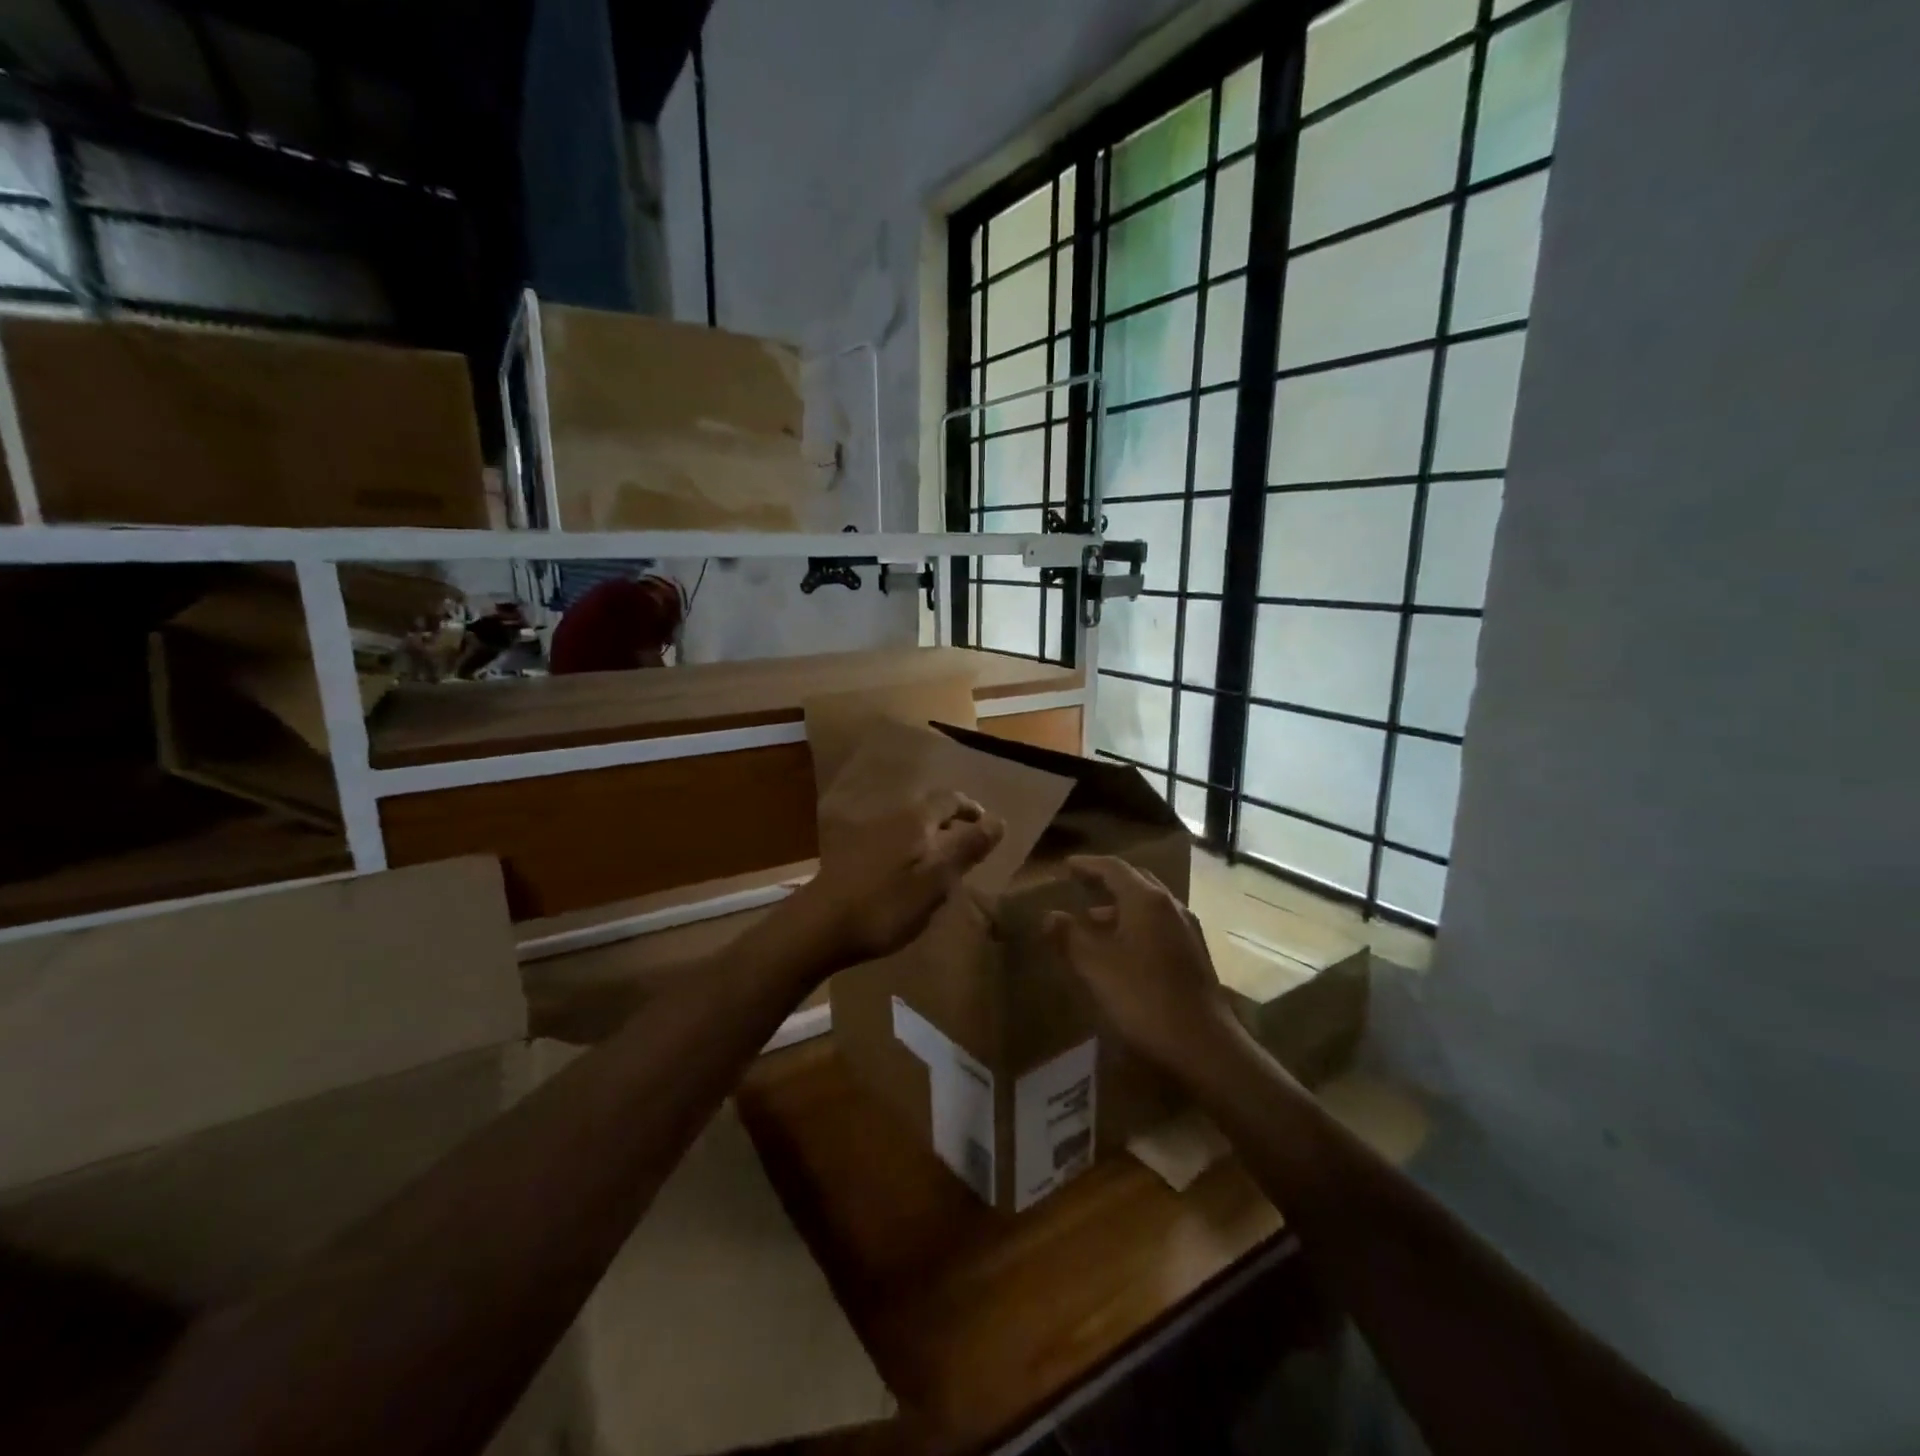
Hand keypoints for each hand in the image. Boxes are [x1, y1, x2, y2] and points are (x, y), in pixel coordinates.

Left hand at [792, 789, 1004, 968]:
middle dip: (949, 820)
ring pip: (907, 826)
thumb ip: (968, 848)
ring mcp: (867, 834)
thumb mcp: (936, 880)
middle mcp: (891, 818)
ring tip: (941, 861)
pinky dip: (908, 850)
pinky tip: (907, 875)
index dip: (970, 808)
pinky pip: (890, 842)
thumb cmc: (886, 904)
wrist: (820, 926)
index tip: (985, 821)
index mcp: (916, 820)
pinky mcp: (851, 855)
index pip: (950, 799)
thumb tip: (999, 820)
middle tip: (967, 841)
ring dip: (928, 836)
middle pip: (927, 809)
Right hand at [1043, 856, 1243, 1073]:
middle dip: (1106, 880)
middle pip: (1136, 880)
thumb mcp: (1095, 966)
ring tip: (1094, 919)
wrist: (1203, 1043)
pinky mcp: (1194, 953)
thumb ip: (1069, 936)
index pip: (1114, 868)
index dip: (1088, 865)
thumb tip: (1049, 915)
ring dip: (1121, 905)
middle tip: (1081, 884)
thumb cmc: (1143, 997)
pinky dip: (1136, 923)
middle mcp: (1171, 906)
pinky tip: (1123, 948)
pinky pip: (1159, 923)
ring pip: (1149, 904)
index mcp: (1146, 900)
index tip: (1067, 866)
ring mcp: (1187, 929)